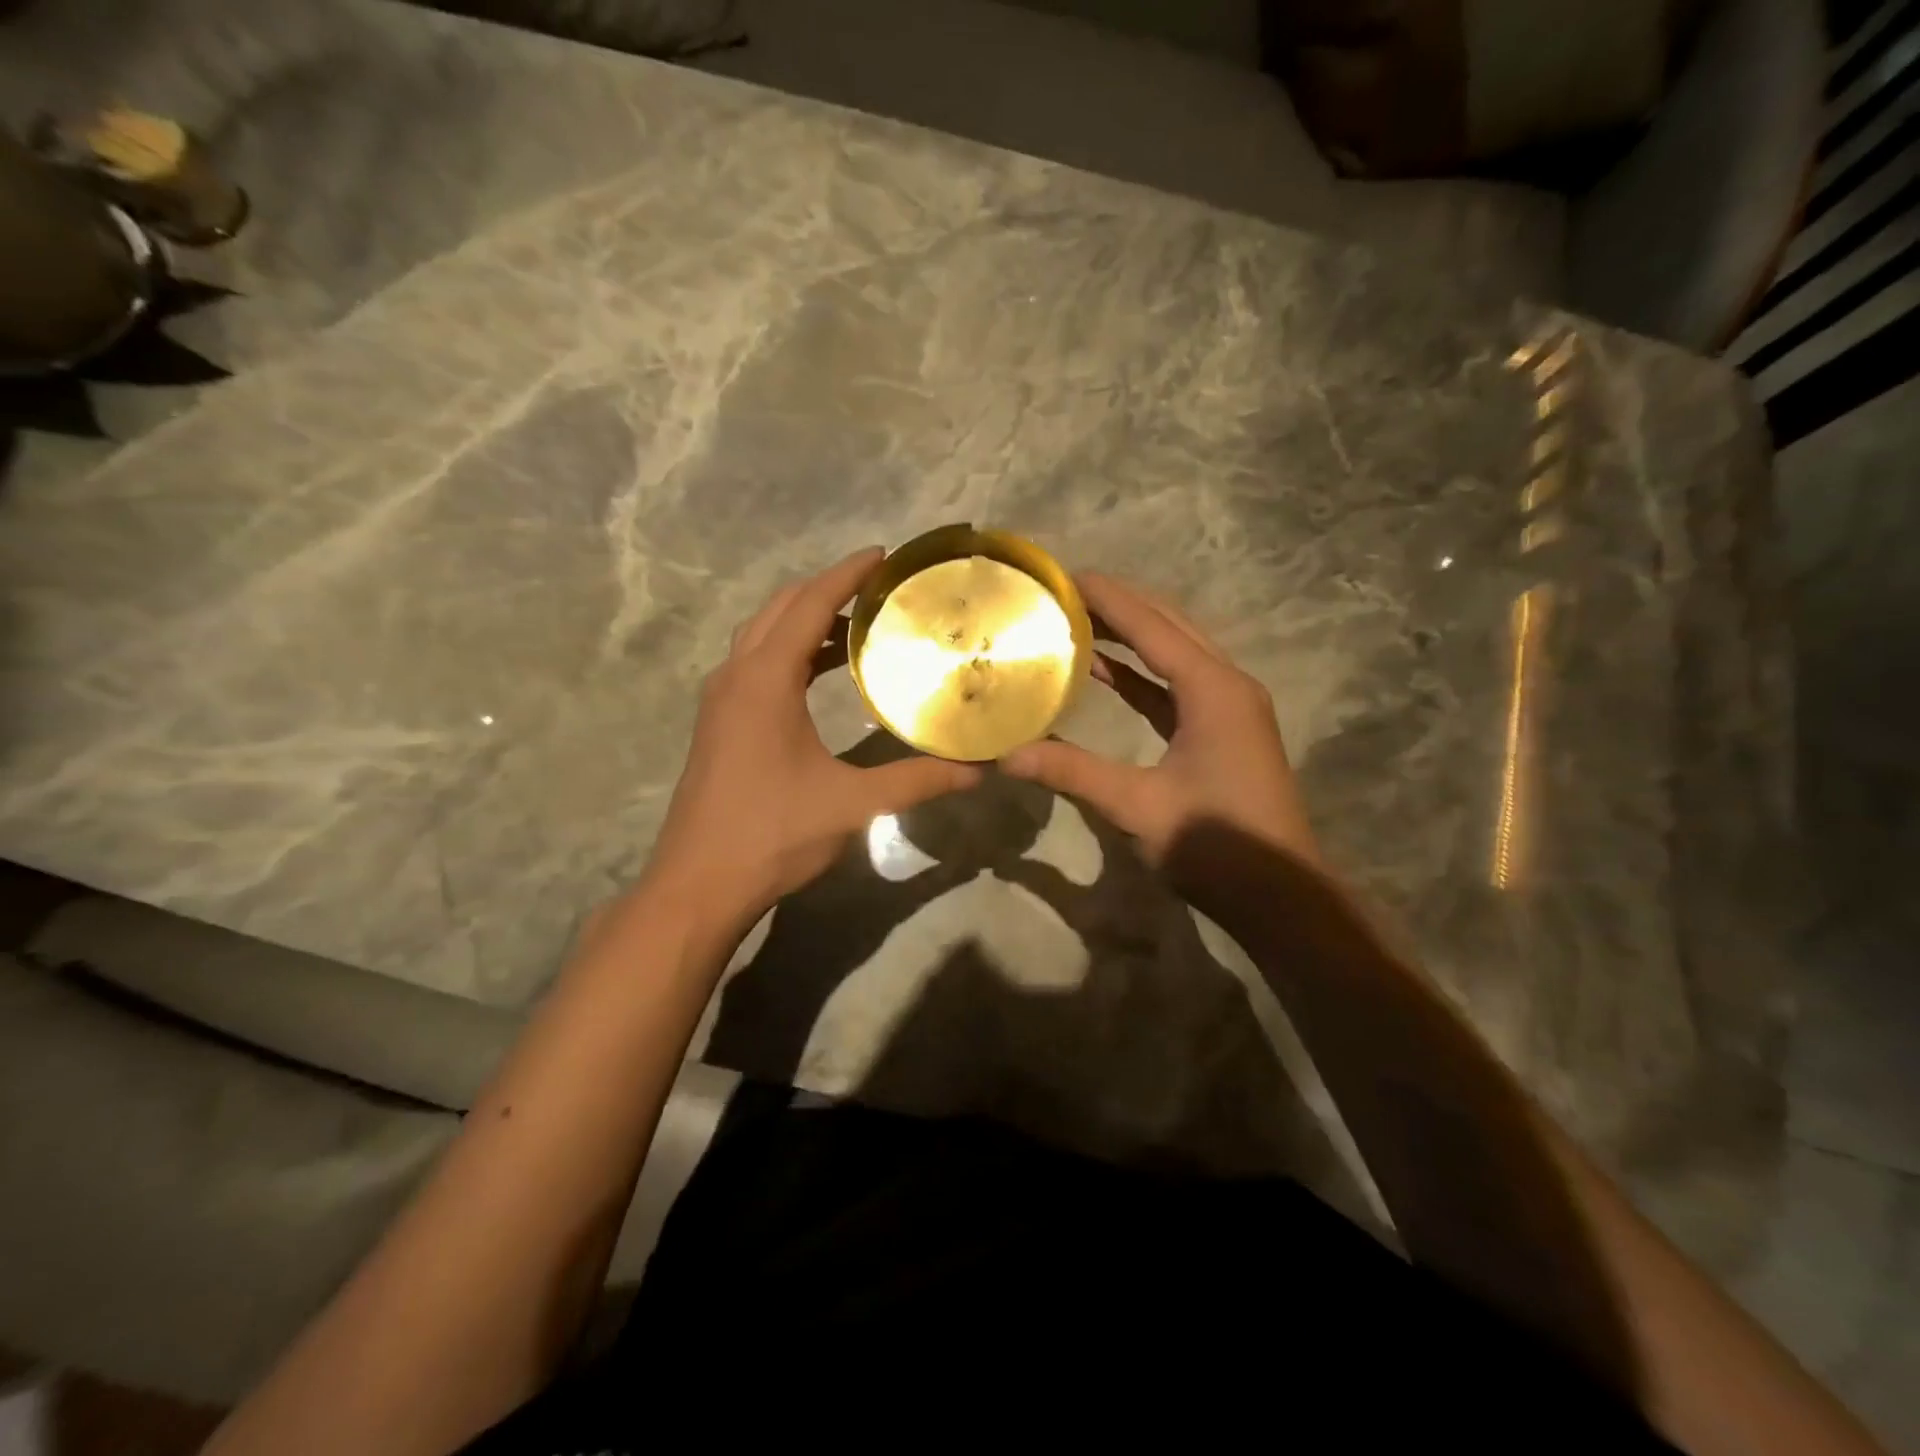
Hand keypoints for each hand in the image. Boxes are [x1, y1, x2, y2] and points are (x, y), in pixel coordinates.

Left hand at [643, 548, 980, 927]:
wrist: (698, 884)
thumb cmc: (773, 834)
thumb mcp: (853, 804)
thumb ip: (917, 781)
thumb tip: (978, 770)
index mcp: (764, 680)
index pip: (809, 604)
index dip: (846, 574)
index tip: (883, 555)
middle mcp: (736, 676)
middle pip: (780, 609)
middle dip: (827, 589)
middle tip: (878, 587)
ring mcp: (720, 700)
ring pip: (762, 635)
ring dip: (804, 619)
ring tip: (857, 622)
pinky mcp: (718, 723)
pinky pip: (755, 663)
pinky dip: (789, 650)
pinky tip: (820, 672)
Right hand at [1000, 571, 1317, 879]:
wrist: (1280, 897)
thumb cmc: (1215, 845)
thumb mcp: (1137, 807)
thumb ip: (1072, 773)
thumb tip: (1006, 755)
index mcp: (1213, 689)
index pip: (1152, 626)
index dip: (1107, 598)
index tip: (1063, 576)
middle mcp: (1226, 684)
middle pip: (1169, 626)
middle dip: (1119, 605)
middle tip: (1064, 593)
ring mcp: (1228, 707)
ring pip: (1174, 653)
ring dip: (1130, 635)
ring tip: (1076, 620)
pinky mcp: (1222, 730)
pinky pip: (1175, 686)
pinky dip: (1140, 674)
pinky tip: (1104, 671)